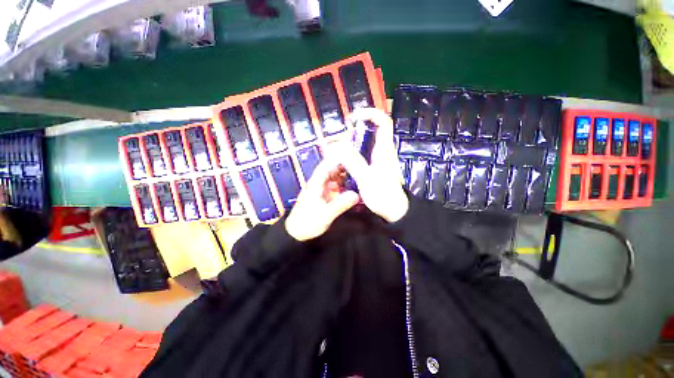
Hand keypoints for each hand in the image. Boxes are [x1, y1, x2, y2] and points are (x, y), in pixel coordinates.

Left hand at [285, 158, 359, 241]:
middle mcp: (317, 183)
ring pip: (332, 178)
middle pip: (330, 170)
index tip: (351, 156)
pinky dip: (341, 184)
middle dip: (343, 166)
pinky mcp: (322, 196)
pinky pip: (333, 186)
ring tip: (358, 174)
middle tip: (359, 165)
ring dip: (343, 175)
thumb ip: (340, 204)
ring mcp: (320, 189)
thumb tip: (356, 195)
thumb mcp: (325, 215)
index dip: (337, 159)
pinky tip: (350, 186)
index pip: (326, 166)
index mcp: (315, 184)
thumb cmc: (308, 222)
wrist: (296, 232)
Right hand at [340, 108, 408, 222]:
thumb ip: (353, 161)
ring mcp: (381, 159)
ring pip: (367, 144)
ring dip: (353, 145)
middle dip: (355, 132)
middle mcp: (384, 150)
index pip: (383, 121)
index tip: (353, 117)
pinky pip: (365, 154)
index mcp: (384, 149)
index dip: (370, 113)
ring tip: (340, 154)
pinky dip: (354, 155)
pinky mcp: (377, 166)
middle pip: (372, 131)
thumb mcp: (365, 178)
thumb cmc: (383, 195)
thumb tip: (339, 146)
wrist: (395, 211)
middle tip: (341, 141)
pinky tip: (345, 164)